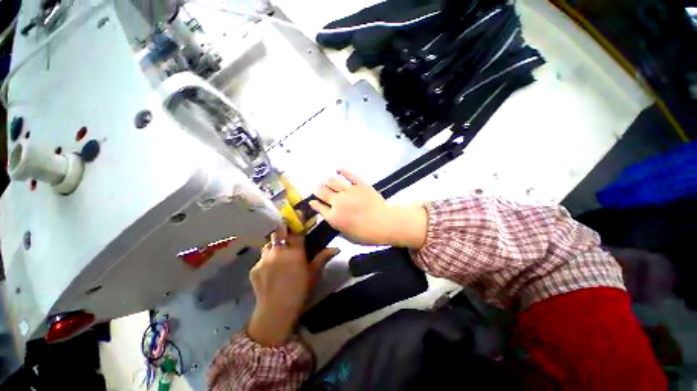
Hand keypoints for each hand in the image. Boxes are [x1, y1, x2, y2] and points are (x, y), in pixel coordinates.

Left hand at [247, 230, 338, 345]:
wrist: (275, 312)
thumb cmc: (300, 291)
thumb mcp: (313, 274)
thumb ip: (323, 257)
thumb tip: (337, 248)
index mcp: (294, 251)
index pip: (296, 230)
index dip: (298, 221)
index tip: (299, 213)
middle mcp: (278, 251)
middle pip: (279, 231)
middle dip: (283, 229)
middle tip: (288, 234)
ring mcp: (264, 258)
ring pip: (269, 243)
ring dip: (275, 245)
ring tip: (279, 253)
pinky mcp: (254, 267)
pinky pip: (262, 257)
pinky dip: (267, 259)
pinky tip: (271, 270)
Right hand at [309, 169, 427, 247]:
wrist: (384, 223)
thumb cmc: (366, 234)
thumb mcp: (348, 236)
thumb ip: (337, 225)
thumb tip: (332, 218)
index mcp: (334, 217)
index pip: (319, 207)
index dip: (314, 204)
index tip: (311, 201)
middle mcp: (337, 202)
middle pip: (323, 193)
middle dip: (318, 190)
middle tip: (318, 188)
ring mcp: (348, 191)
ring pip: (333, 182)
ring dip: (327, 180)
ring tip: (326, 179)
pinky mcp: (359, 185)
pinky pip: (349, 175)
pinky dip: (343, 171)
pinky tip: (338, 169)